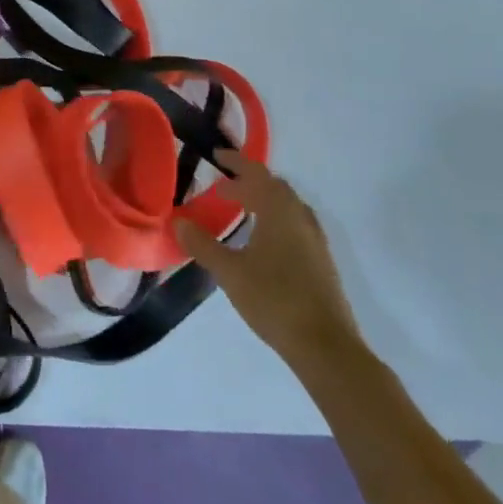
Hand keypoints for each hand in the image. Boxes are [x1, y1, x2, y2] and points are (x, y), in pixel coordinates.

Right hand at [175, 153, 362, 369]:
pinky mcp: (321, 262)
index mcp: (280, 212)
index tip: (217, 157)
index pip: (257, 174)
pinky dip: (276, 220)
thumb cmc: (274, 300)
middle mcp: (301, 219)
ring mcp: (316, 241)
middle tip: (222, 189)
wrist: (325, 346)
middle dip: (249, 183)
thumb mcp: (229, 272)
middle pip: (276, 188)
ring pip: (288, 207)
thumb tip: (177, 222)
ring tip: (241, 212)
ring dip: (264, 201)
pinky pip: (296, 225)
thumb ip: (202, 244)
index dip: (236, 162)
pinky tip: (263, 242)